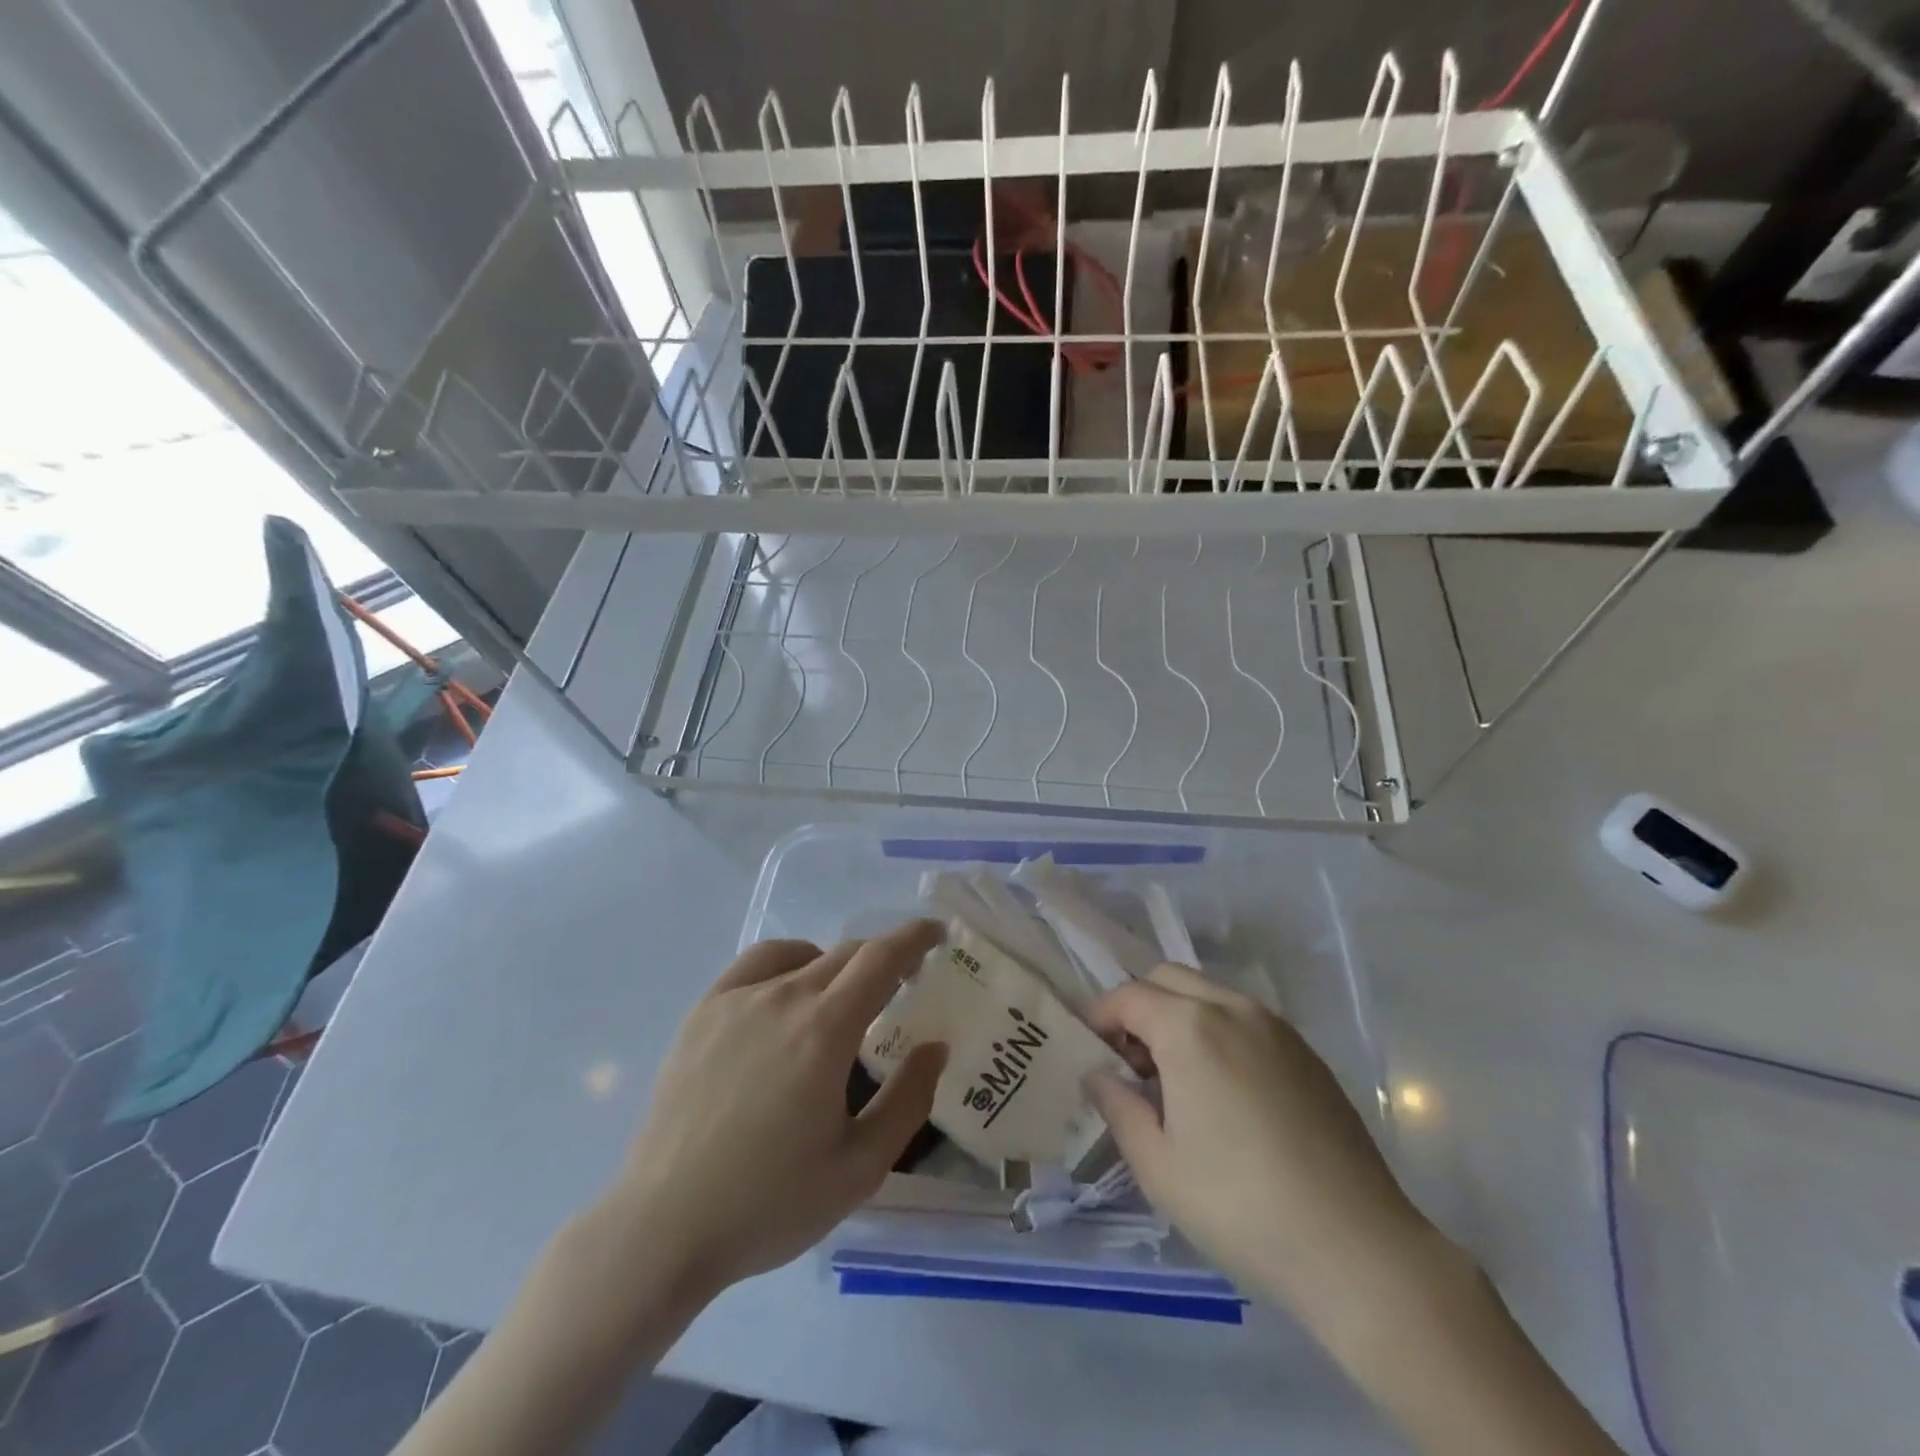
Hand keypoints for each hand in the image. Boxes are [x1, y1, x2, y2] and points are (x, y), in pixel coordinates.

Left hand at [610, 922, 947, 1295]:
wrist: (664, 1227)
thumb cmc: (770, 1203)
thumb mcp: (860, 1167)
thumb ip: (907, 1100)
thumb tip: (935, 1046)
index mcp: (826, 1030)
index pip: (882, 957)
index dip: (915, 937)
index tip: (937, 935)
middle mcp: (784, 997)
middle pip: (847, 954)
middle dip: (884, 958)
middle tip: (902, 983)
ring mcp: (738, 999)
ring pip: (805, 958)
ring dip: (839, 965)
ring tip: (846, 995)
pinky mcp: (704, 1011)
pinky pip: (758, 964)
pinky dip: (789, 962)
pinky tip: (789, 992)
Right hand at [1086, 964, 1439, 1320]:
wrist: (1358, 1250)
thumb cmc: (1240, 1207)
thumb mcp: (1158, 1166)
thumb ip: (1117, 1106)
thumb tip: (1098, 1074)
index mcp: (1189, 1027)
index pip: (1128, 996)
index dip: (1100, 1018)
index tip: (1092, 1054)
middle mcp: (1232, 1008)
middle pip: (1168, 979)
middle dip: (1139, 1008)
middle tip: (1132, 1064)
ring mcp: (1276, 1027)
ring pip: (1209, 993)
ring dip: (1179, 1016)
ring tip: (1177, 1079)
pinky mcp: (1307, 1053)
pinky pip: (1245, 1019)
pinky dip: (1218, 1031)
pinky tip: (1225, 1091)